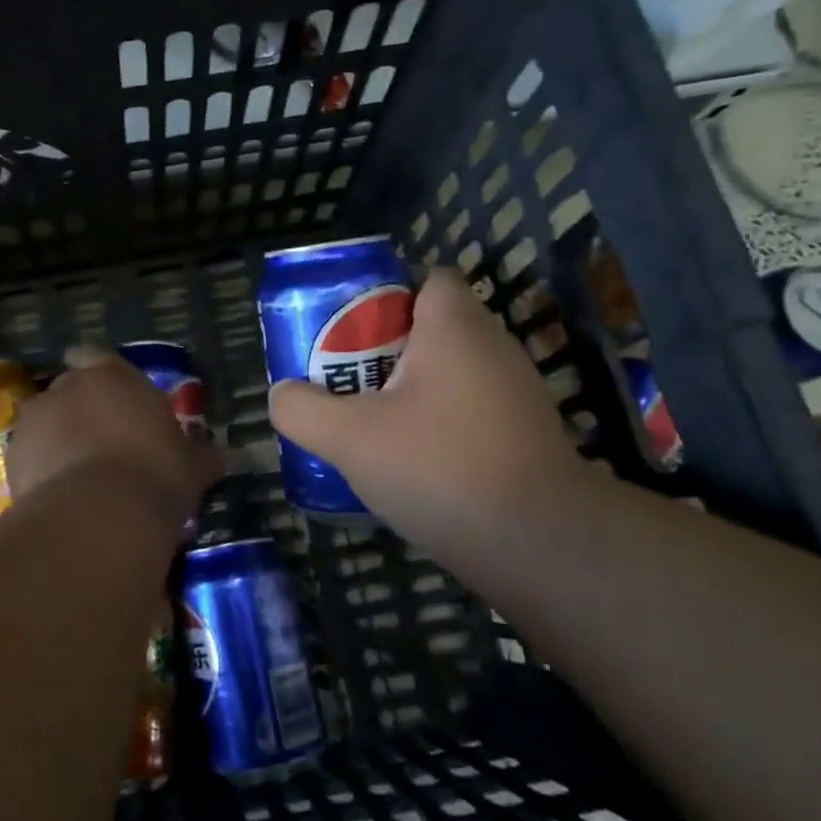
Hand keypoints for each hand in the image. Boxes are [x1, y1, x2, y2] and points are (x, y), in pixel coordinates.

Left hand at [8, 346, 224, 528]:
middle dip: (82, 411)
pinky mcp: (13, 455)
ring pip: (46, 422)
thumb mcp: (192, 467)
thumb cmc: (156, 474)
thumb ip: (199, 454)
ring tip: (78, 475)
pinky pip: (30, 455)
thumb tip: (214, 454)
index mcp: (113, 376)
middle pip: (70, 390)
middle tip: (103, 444)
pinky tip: (60, 496)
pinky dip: (40, 468)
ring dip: (58, 439)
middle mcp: (69, 387)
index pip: (95, 355)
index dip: (99, 374)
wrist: (99, 515)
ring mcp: (35, 419)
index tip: (110, 397)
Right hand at [268, 268, 582, 564]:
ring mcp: (516, 392)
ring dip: (411, 389)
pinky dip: (440, 421)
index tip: (349, 332)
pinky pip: (470, 409)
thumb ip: (303, 409)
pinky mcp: (525, 434)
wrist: (538, 542)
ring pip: (451, 372)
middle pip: (433, 327)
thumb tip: (282, 394)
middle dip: (385, 349)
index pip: (428, 279)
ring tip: (370, 422)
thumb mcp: (350, 437)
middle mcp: (494, 347)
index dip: (385, 296)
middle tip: (345, 379)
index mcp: (456, 327)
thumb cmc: (440, 467)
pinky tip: (412, 459)